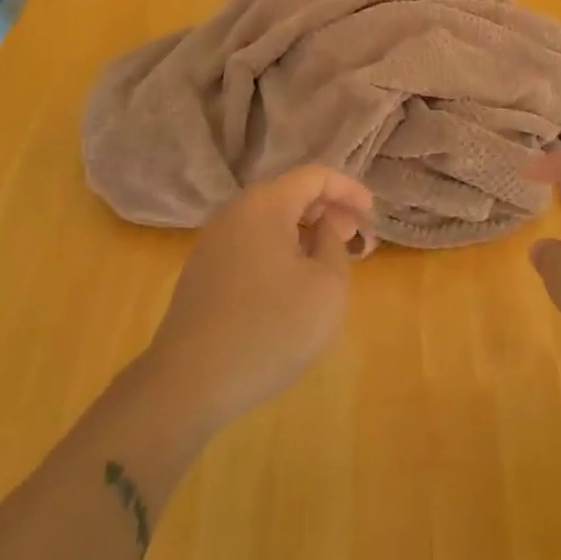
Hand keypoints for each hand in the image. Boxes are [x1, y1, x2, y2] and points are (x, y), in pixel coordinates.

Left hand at [146, 166, 373, 430]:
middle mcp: (235, 211)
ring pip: (270, 221)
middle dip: (327, 210)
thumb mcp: (326, 287)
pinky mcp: (203, 271)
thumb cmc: (269, 329)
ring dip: (303, 232)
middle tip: (354, 238)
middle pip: (290, 194)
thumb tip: (328, 222)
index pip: (315, 176)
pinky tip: (291, 284)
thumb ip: (335, 243)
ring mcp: (213, 241)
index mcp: (265, 204)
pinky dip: (279, 251)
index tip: (372, 215)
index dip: (349, 190)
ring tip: (328, 261)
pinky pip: (251, 244)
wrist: (188, 384)